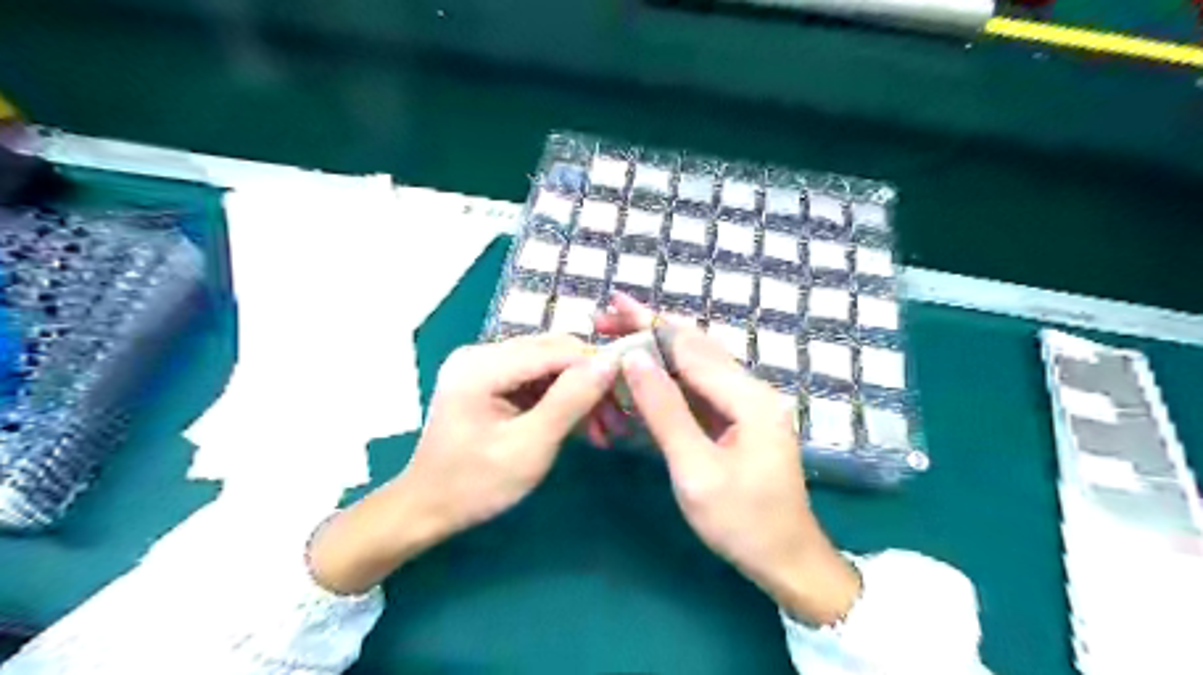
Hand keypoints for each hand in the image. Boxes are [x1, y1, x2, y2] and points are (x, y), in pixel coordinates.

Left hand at [309, 335, 615, 593]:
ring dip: (577, 393)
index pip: (555, 349)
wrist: (427, 508)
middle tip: (617, 418)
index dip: (596, 365)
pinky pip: (535, 379)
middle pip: (553, 353)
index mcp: (482, 365)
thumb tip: (610, 362)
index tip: (629, 392)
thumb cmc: (476, 484)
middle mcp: (481, 353)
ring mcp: (482, 364)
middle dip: (589, 382)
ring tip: (603, 428)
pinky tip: (578, 424)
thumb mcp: (530, 446)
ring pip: (548, 365)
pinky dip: (559, 400)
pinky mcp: (487, 379)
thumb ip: (570, 400)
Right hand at [595, 294, 860, 626]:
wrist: (786, 559)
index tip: (613, 305)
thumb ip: (665, 410)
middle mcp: (752, 389)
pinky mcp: (740, 418)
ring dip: (659, 347)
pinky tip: (647, 371)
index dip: (649, 324)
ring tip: (620, 334)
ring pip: (698, 363)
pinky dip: (670, 375)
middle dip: (652, 327)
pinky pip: (701, 386)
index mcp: (749, 397)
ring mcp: (748, 403)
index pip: (690, 348)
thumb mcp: (695, 469)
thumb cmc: (741, 521)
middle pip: (696, 346)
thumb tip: (634, 357)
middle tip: (608, 316)